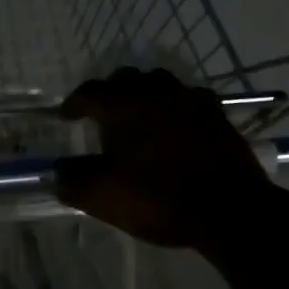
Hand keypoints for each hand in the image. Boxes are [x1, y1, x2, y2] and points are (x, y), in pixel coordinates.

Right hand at [56, 67, 275, 248]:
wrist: (229, 209)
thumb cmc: (158, 198)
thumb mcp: (103, 196)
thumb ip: (73, 180)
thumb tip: (60, 171)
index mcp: (123, 105)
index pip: (89, 92)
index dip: (74, 103)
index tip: (66, 116)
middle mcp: (155, 92)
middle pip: (126, 79)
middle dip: (110, 93)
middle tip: (102, 113)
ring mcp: (190, 100)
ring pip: (160, 84)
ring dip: (144, 95)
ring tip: (139, 116)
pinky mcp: (217, 115)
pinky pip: (188, 100)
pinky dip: (175, 108)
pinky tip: (176, 126)